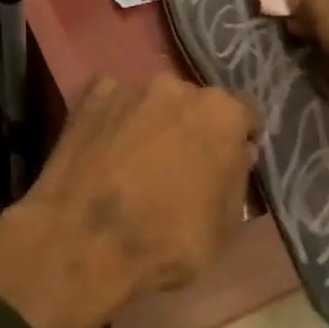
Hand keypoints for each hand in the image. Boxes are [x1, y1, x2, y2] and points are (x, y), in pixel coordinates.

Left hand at [0, 75, 257, 327]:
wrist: (84, 240)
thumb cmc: (166, 239)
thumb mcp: (225, 226)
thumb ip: (236, 179)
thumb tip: (237, 153)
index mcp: (221, 114)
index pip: (244, 115)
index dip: (238, 139)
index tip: (228, 162)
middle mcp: (178, 87)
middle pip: (195, 104)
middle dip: (192, 128)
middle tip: (178, 165)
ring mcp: (130, 88)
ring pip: (152, 102)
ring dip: (151, 122)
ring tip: (134, 159)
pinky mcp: (89, 96)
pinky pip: (111, 101)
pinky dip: (113, 119)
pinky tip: (104, 148)